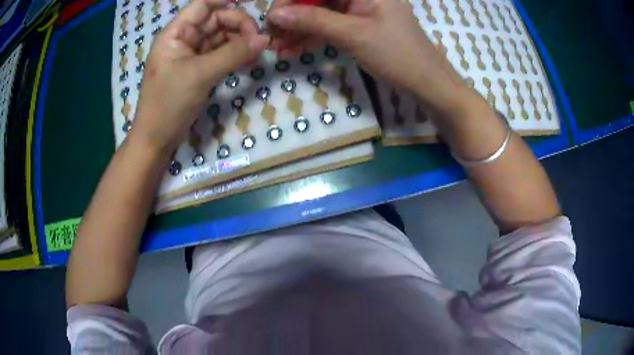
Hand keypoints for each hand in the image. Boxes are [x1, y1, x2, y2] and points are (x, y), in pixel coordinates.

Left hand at [131, 0, 268, 153]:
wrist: (157, 139)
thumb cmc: (169, 103)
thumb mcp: (200, 75)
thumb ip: (233, 54)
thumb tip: (265, 39)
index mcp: (176, 33)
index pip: (203, 5)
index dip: (225, 1)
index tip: (252, 2)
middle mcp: (184, 39)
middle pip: (216, 20)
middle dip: (239, 25)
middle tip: (258, 40)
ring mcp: (192, 55)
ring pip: (221, 37)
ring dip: (240, 41)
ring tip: (257, 52)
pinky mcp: (199, 69)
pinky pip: (221, 54)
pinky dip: (235, 55)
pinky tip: (249, 61)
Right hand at [266, 0, 471, 116]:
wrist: (427, 82)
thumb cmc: (397, 54)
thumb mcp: (353, 34)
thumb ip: (313, 20)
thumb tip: (275, 14)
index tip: (272, 18)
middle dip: (293, 16)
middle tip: (272, 37)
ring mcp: (360, 8)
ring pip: (321, 12)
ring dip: (299, 29)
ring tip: (279, 49)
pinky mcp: (359, 24)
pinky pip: (330, 25)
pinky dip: (313, 36)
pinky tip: (294, 49)